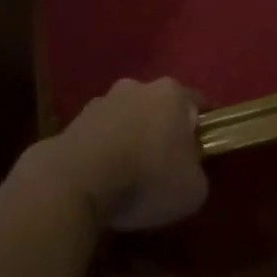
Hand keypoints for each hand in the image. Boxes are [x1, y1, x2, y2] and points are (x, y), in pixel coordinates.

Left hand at [49, 77, 208, 230]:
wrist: (75, 182)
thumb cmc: (146, 178)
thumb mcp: (193, 190)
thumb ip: (198, 173)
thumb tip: (188, 171)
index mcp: (172, 93)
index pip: (199, 105)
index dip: (204, 130)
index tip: (204, 152)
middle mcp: (137, 87)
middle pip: (159, 108)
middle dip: (164, 131)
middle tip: (167, 166)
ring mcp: (102, 101)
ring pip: (127, 119)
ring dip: (131, 139)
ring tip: (130, 176)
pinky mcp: (73, 121)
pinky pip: (100, 137)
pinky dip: (105, 152)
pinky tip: (104, 180)